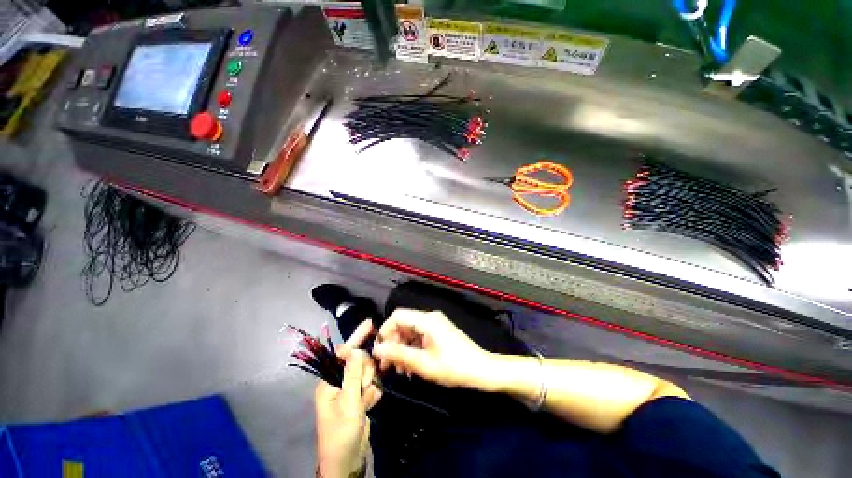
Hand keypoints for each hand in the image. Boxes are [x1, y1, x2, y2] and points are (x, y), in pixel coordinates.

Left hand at [315, 321, 381, 477]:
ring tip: (365, 401)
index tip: (370, 323)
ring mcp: (351, 390)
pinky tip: (369, 404)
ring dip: (370, 385)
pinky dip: (372, 394)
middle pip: (360, 361)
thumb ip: (353, 375)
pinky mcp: (360, 399)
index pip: (344, 352)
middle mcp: (339, 382)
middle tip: (365, 389)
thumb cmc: (341, 434)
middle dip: (366, 372)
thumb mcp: (348, 404)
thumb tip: (356, 349)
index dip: (357, 337)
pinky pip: (372, 386)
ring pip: (368, 373)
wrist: (347, 462)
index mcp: (329, 381)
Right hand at [372, 309, 494, 389]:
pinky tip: (411, 367)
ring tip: (400, 371)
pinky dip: (413, 349)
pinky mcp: (439, 331)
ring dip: (402, 349)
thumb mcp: (423, 364)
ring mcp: (435, 324)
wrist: (481, 370)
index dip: (385, 331)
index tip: (379, 352)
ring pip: (410, 331)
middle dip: (393, 343)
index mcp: (426, 320)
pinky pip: (420, 336)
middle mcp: (429, 317)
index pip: (397, 315)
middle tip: (387, 366)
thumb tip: (377, 349)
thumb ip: (399, 354)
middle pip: (403, 324)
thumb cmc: (453, 367)